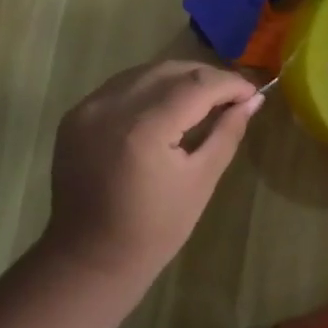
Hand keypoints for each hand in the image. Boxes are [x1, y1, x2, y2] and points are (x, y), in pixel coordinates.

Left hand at [45, 60, 264, 283]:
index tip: (252, 92)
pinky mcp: (75, 115)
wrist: (90, 258)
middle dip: (206, 77)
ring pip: (144, 72)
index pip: (197, 85)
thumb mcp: (201, 181)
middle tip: (232, 96)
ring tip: (203, 99)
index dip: (229, 83)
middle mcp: (112, 107)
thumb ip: (227, 132)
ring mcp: (88, 108)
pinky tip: (166, 106)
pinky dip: (149, 88)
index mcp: (145, 129)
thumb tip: (253, 100)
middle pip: (170, 70)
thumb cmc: (155, 229)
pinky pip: (121, 86)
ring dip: (178, 78)